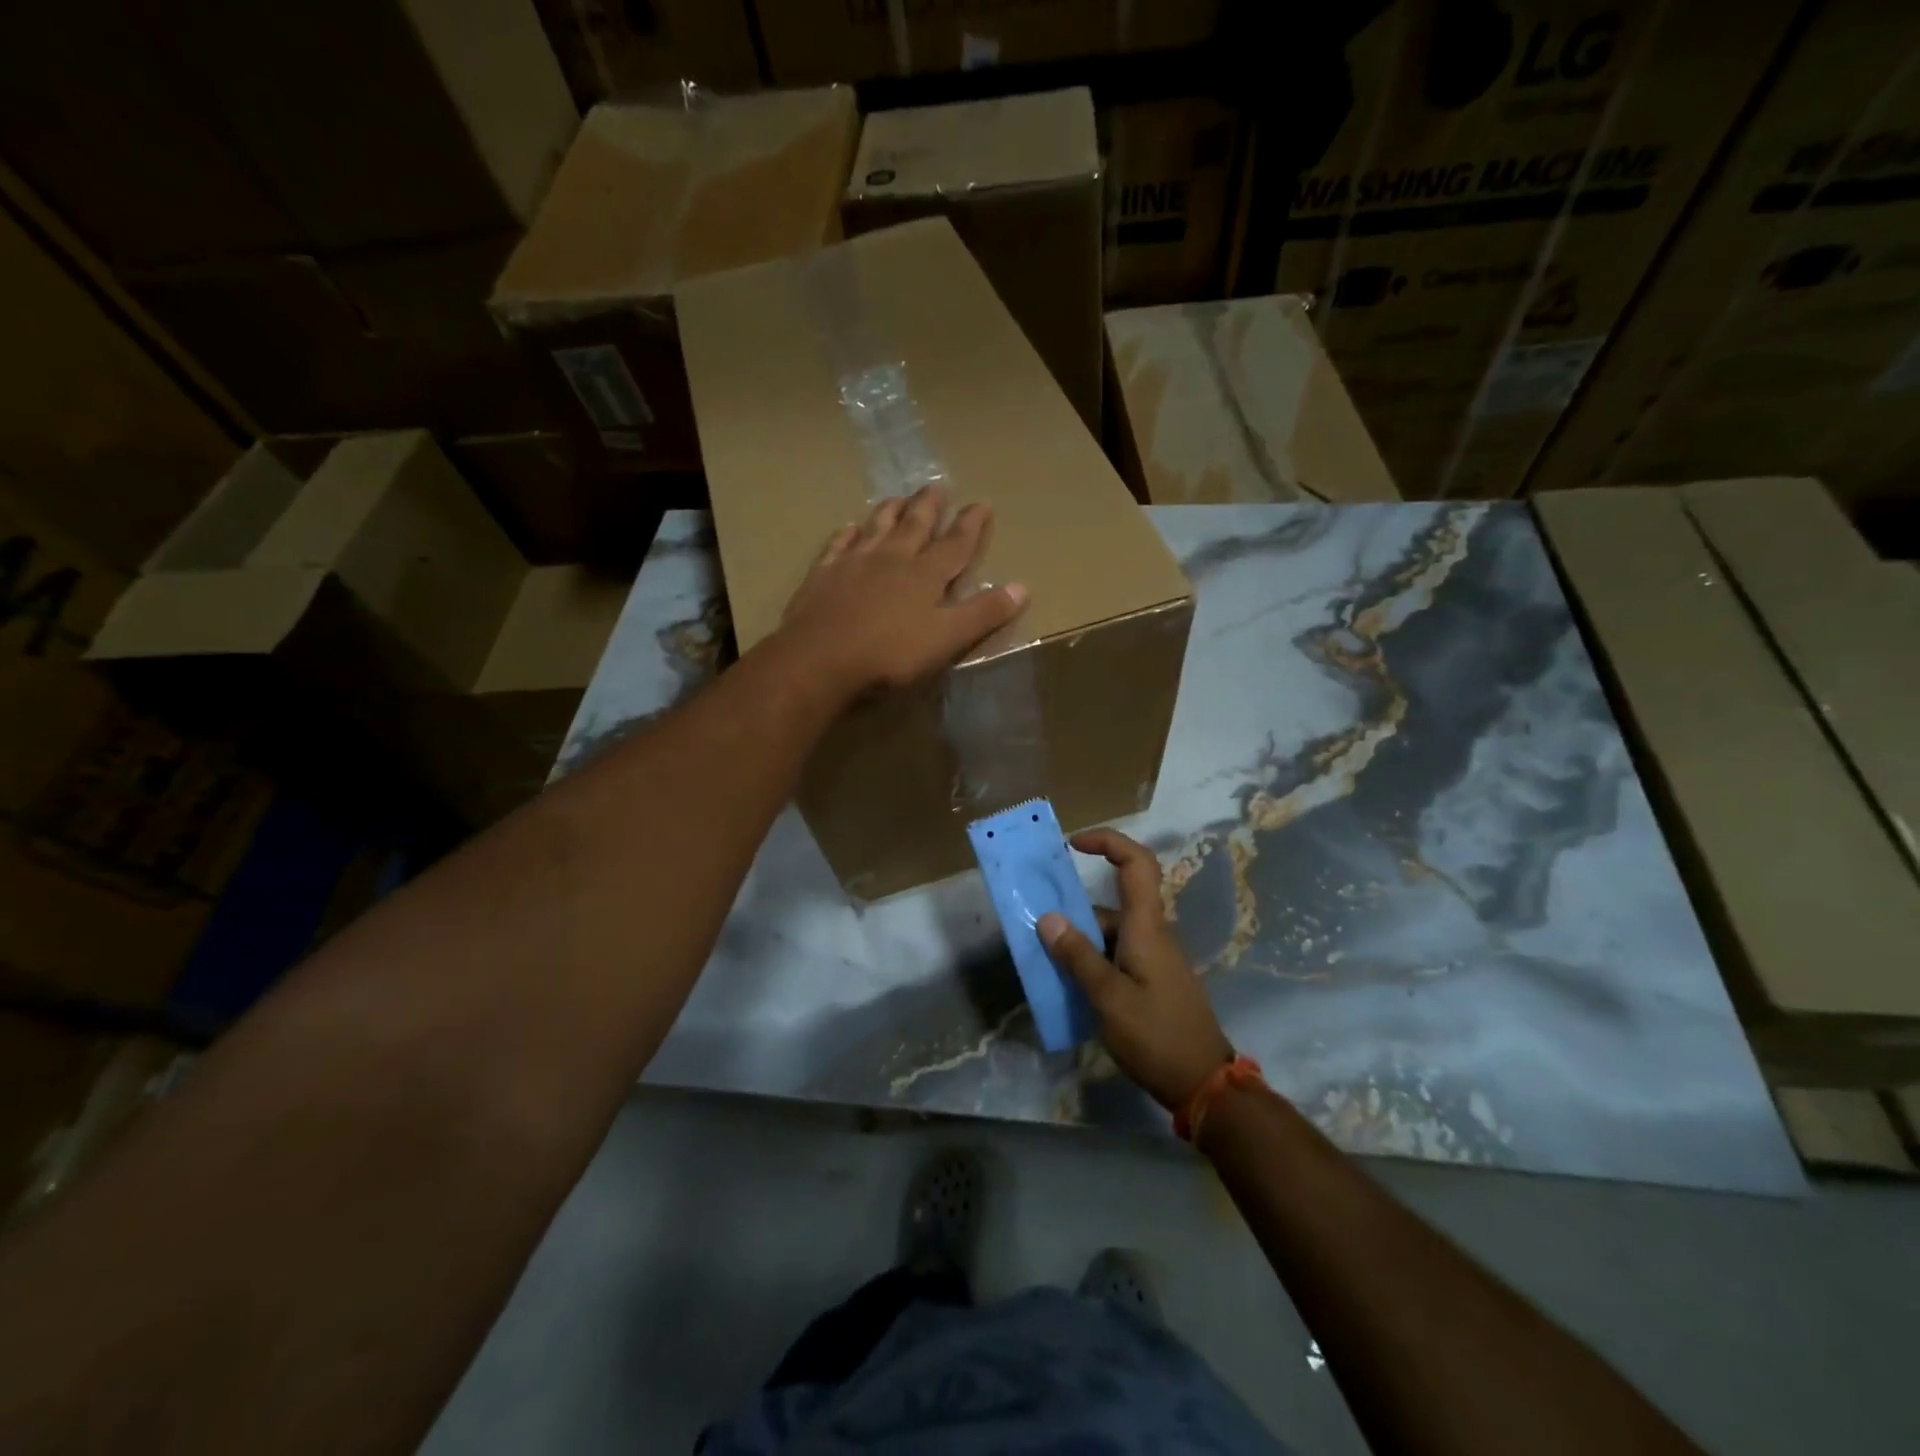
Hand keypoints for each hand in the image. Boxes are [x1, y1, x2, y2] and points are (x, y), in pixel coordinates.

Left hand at [777, 486, 1027, 696]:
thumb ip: (983, 614)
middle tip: (936, 486)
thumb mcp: (947, 639)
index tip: (982, 503)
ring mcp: (853, 563)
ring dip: (890, 510)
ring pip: (876, 527)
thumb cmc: (890, 655)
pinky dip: (846, 533)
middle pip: (914, 525)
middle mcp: (891, 558)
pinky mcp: (822, 575)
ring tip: (898, 497)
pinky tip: (848, 528)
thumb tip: (1023, 588)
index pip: (955, 543)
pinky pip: (837, 545)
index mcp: (925, 574)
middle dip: (929, 506)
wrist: (819, 660)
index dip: (971, 524)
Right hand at [1038, 829, 1233, 1111]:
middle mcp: (1152, 934)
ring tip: (1045, 965)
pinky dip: (1092, 963)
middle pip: (1113, 904)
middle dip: (1074, 911)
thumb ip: (1077, 956)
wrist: (1204, 1084)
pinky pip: (1116, 957)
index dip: (1108, 842)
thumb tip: (1048, 918)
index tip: (1073, 844)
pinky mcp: (1153, 981)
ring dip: (1079, 943)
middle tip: (1038, 929)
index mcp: (1146, 926)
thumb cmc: (1156, 1035)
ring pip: (1111, 934)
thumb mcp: (1108, 997)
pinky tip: (1070, 988)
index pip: (1136, 863)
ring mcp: (1154, 959)